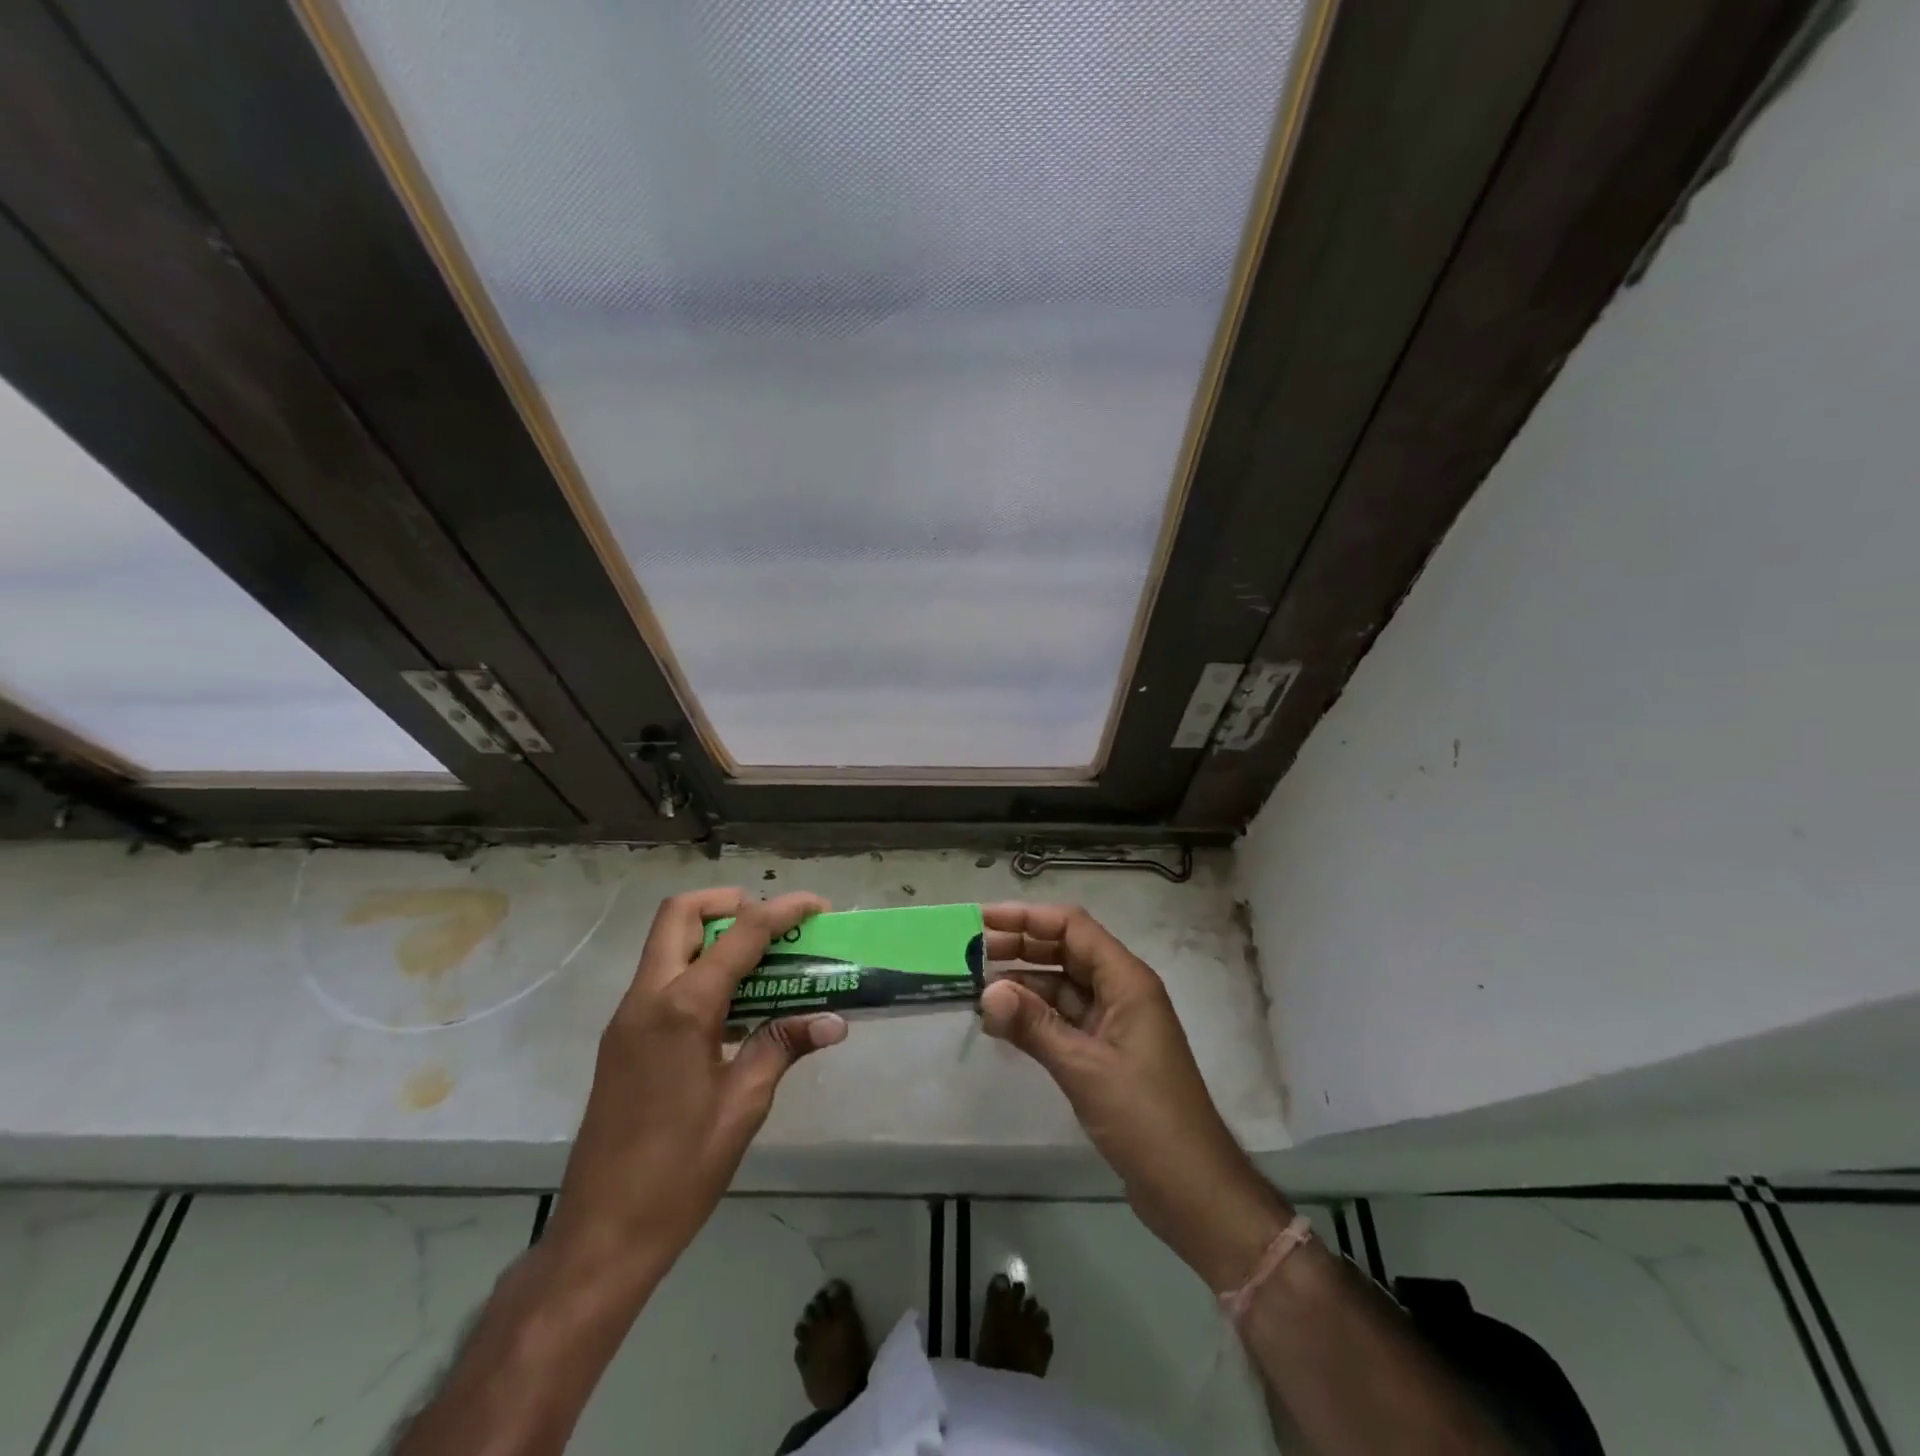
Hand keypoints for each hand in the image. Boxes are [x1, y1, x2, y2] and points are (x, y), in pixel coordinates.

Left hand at [547, 889, 847, 1281]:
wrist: (601, 1234)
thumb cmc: (680, 1171)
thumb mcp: (743, 1105)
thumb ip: (783, 1045)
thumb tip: (834, 1020)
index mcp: (682, 1009)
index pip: (740, 934)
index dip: (782, 910)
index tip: (817, 906)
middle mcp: (647, 998)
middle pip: (680, 913)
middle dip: (729, 902)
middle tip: (773, 923)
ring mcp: (627, 1017)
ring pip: (666, 942)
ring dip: (713, 933)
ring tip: (762, 959)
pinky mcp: (622, 1039)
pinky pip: (661, 977)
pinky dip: (698, 967)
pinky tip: (733, 1005)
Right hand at [979, 903, 1289, 1290]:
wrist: (1192, 1189)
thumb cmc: (1146, 1119)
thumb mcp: (1085, 1068)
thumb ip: (1034, 1026)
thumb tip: (986, 991)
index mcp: (1126, 981)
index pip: (1072, 928)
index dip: (1027, 917)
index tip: (983, 919)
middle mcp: (1121, 992)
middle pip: (1065, 951)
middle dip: (1020, 946)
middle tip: (970, 952)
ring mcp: (1114, 1023)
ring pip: (1061, 986)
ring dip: (1022, 983)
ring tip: (975, 985)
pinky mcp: (1105, 1053)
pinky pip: (1063, 1019)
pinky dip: (1033, 1016)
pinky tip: (1001, 1022)